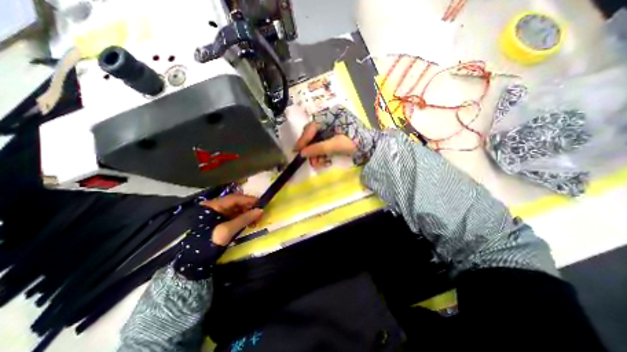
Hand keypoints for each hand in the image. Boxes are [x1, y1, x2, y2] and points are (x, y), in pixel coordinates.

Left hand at [202, 194, 262, 246]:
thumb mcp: (227, 230)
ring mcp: (214, 215)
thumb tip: (260, 210)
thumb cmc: (207, 242)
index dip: (248, 200)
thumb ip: (244, 219)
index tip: (260, 204)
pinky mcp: (216, 223)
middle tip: (259, 214)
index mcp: (213, 206)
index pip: (234, 198)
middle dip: (248, 208)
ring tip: (254, 221)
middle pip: (234, 203)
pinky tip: (246, 224)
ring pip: (234, 210)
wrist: (190, 261)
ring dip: (245, 214)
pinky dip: (240, 219)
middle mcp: (213, 207)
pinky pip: (231, 217)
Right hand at [293, 105, 378, 166]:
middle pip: (313, 133)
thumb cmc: (355, 142)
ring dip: (315, 152)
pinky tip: (320, 161)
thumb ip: (319, 148)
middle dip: (310, 147)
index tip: (297, 150)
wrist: (371, 147)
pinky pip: (323, 143)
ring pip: (317, 140)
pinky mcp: (333, 135)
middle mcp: (329, 119)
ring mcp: (331, 127)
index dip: (304, 139)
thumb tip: (302, 153)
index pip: (312, 127)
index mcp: (331, 115)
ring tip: (315, 163)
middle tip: (305, 157)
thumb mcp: (337, 144)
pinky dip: (321, 153)